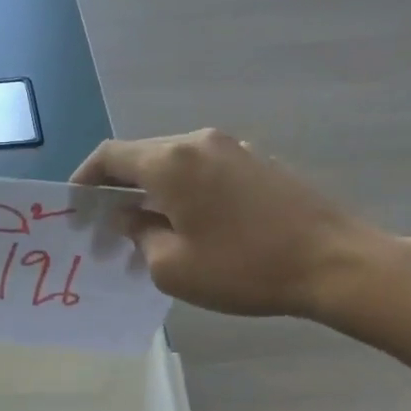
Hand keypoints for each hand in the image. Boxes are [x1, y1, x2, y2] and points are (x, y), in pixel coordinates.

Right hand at [71, 128, 390, 318]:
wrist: (334, 262)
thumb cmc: (243, 268)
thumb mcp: (172, 267)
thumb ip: (139, 235)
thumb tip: (130, 217)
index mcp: (171, 161)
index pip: (109, 156)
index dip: (84, 180)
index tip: (76, 209)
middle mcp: (200, 142)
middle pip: (142, 156)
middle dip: (118, 189)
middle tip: (108, 228)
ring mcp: (234, 148)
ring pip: (174, 163)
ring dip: (152, 191)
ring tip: (147, 230)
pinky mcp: (259, 161)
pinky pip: (204, 169)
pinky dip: (183, 190)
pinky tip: (190, 224)